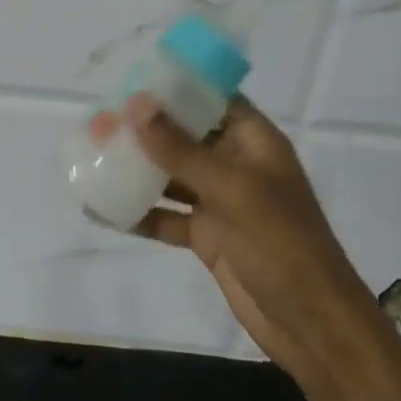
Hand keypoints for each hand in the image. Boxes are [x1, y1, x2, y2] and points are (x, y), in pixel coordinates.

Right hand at [111, 92, 380, 390]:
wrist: (310, 323)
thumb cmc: (281, 243)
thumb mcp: (231, 190)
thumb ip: (180, 148)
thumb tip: (135, 103)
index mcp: (254, 142)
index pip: (212, 98)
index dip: (175, 86)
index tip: (130, 77)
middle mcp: (236, 165)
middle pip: (184, 136)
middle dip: (143, 129)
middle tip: (97, 121)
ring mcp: (220, 202)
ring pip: (170, 176)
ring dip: (135, 169)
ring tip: (90, 157)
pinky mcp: (207, 236)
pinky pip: (165, 217)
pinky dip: (137, 213)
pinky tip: (99, 209)